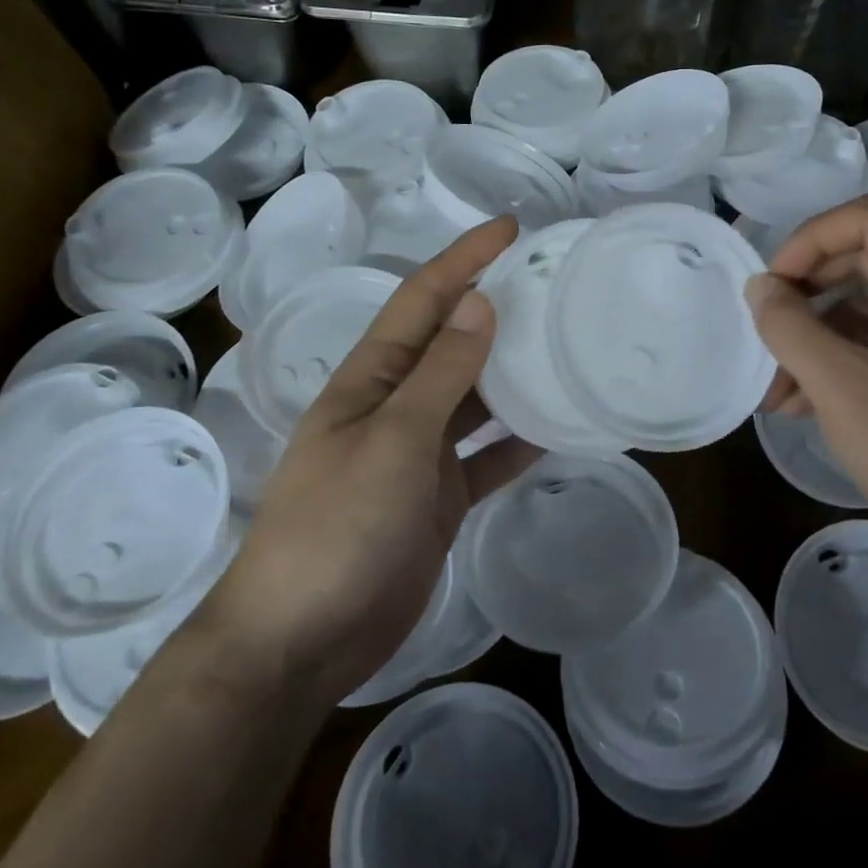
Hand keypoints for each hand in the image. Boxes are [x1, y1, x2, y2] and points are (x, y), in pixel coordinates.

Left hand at [201, 218, 539, 708]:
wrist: (302, 639)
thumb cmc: (338, 526)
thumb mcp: (394, 440)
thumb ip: (441, 373)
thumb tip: (480, 303)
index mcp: (373, 378)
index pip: (423, 298)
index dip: (464, 258)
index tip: (512, 228)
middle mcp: (397, 405)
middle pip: (453, 342)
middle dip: (496, 308)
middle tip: (554, 285)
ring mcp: (418, 453)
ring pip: (474, 397)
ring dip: (512, 373)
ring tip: (566, 345)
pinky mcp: (438, 497)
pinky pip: (486, 456)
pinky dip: (517, 442)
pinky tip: (558, 429)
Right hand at [746, 195, 867, 576]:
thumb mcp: (840, 387)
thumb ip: (789, 326)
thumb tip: (758, 286)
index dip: (812, 239)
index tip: (774, 284)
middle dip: (809, 293)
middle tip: (768, 328)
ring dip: (819, 334)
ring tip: (777, 385)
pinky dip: (844, 356)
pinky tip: (803, 399)